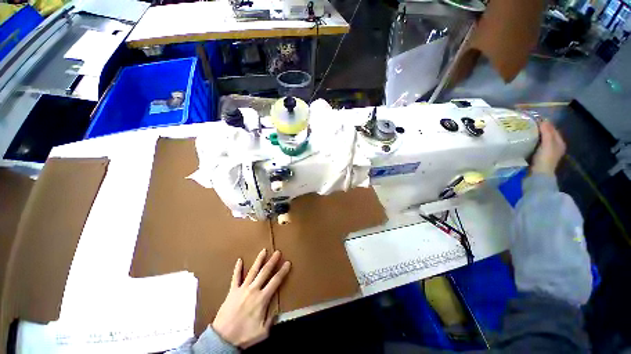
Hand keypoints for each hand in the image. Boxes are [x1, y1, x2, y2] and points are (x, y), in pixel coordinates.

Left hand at [212, 249, 290, 348]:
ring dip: (259, 260)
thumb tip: (278, 312)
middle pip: (265, 272)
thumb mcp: (262, 332)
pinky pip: (235, 278)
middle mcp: (253, 290)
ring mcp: (242, 289)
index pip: (276, 281)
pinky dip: (237, 268)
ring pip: (252, 271)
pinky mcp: (232, 291)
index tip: (288, 263)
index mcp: (262, 298)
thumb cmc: (244, 335)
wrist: (222, 339)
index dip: (283, 271)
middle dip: (272, 261)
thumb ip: (271, 320)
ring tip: (263, 250)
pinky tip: (239, 260)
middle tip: (278, 252)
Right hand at [531, 120, 565, 175]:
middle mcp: (555, 145)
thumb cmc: (545, 159)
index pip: (553, 129)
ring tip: (525, 131)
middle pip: (547, 134)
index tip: (534, 119)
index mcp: (559, 142)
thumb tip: (543, 120)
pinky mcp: (538, 155)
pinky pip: (536, 144)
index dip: (545, 123)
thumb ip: (547, 132)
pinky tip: (526, 140)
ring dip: (535, 135)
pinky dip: (532, 141)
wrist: (539, 174)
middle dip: (539, 129)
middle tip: (528, 124)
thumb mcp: (547, 144)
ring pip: (541, 139)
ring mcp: (546, 151)